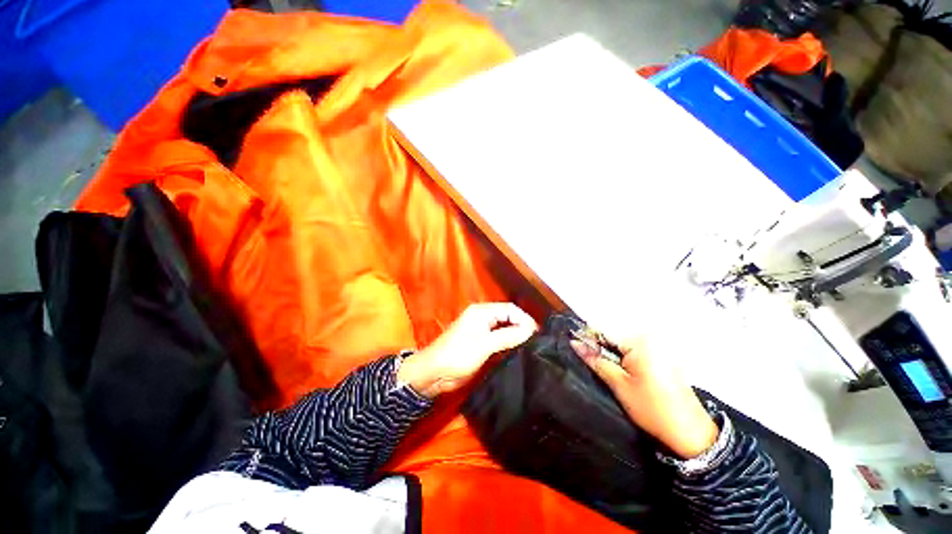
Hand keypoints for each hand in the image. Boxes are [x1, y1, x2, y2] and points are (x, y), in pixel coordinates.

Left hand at [398, 303, 537, 397]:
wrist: (433, 373)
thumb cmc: (457, 355)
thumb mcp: (484, 345)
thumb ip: (508, 336)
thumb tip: (531, 331)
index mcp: (482, 311)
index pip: (510, 309)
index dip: (525, 319)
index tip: (538, 334)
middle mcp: (482, 317)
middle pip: (508, 317)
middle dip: (522, 326)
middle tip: (536, 341)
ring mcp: (481, 330)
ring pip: (504, 328)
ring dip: (516, 335)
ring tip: (531, 346)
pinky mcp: (480, 342)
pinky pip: (499, 338)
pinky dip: (509, 342)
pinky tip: (517, 351)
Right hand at [570, 335, 718, 458]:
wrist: (691, 433)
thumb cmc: (652, 409)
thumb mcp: (618, 385)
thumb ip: (596, 360)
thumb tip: (575, 343)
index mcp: (639, 342)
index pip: (603, 332)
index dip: (588, 341)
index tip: (576, 349)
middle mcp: (651, 339)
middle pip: (614, 337)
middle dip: (602, 349)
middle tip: (596, 367)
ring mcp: (660, 347)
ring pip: (624, 345)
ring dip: (613, 355)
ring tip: (612, 374)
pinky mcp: (665, 357)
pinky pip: (637, 351)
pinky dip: (627, 359)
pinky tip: (627, 375)